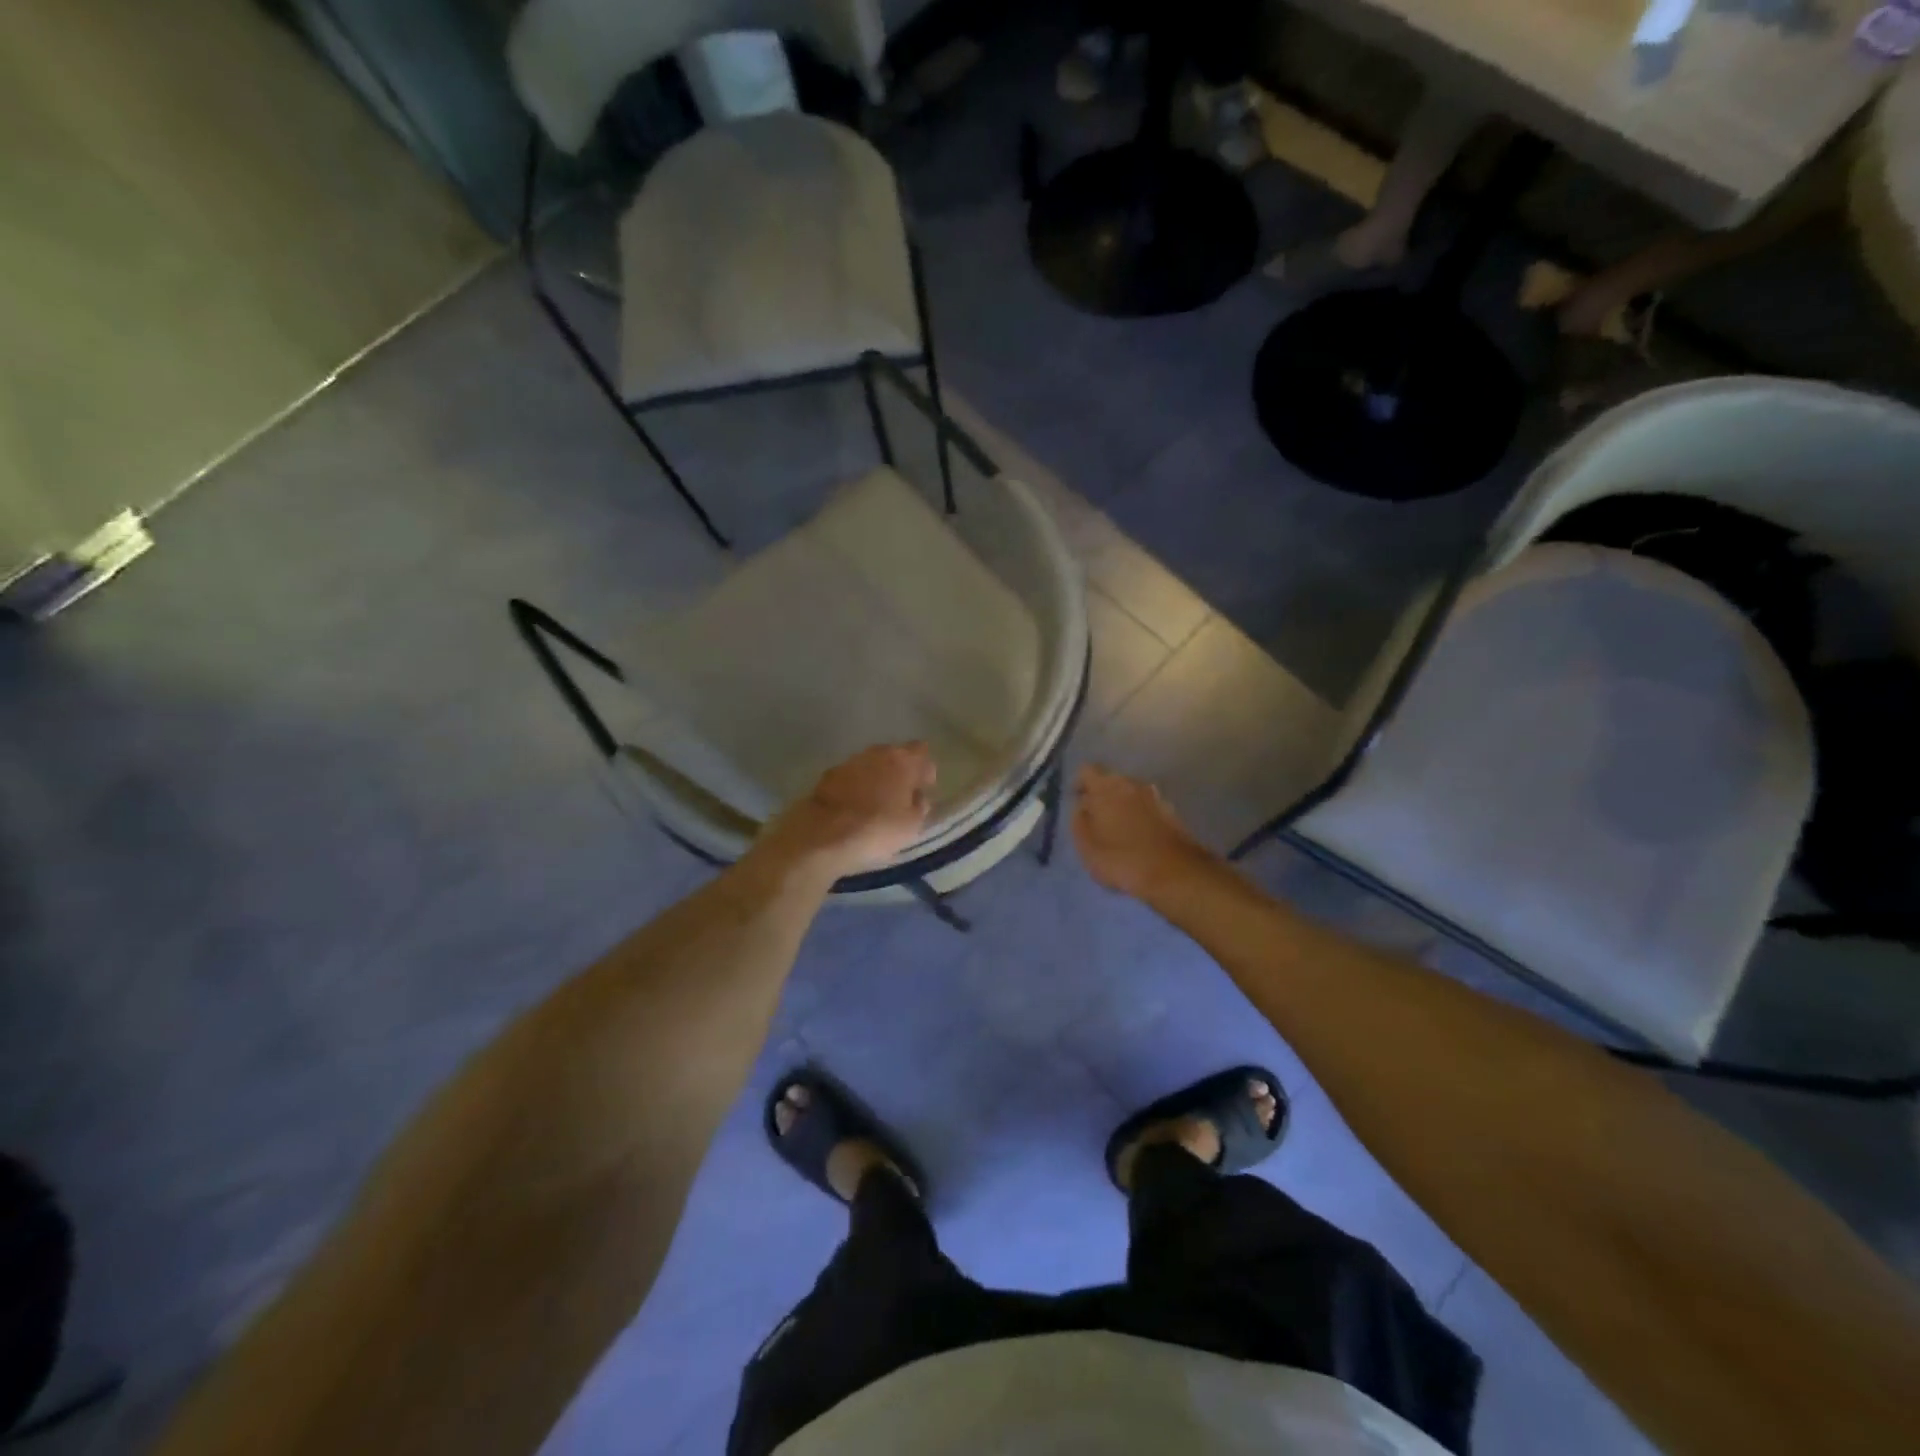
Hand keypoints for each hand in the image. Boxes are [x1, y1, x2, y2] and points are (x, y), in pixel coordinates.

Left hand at [758, 743, 936, 877]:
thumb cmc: (877, 829)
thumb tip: (918, 796)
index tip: (923, 789)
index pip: (922, 752)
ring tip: (877, 802)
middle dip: (900, 771)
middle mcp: (877, 753)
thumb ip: (920, 806)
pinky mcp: (828, 775)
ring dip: (877, 778)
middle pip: (895, 755)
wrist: (822, 834)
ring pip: (871, 764)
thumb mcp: (912, 825)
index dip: (924, 770)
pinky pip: (851, 777)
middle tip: (901, 796)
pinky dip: (856, 786)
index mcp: (903, 760)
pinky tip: (855, 806)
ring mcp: (850, 761)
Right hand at [1072, 764, 1212, 899]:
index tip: (1076, 802)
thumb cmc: (1121, 859)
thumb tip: (1083, 807)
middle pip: (1111, 780)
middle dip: (1102, 795)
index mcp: (1106, 787)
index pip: (1086, 771)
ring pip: (1131, 793)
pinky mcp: (1172, 812)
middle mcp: (1132, 783)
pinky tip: (1138, 838)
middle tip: (1096, 819)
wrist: (1175, 873)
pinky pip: (1148, 807)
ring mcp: (1155, 796)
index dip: (1079, 784)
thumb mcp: (1086, 845)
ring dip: (1123, 805)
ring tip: (1117, 831)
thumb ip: (1079, 820)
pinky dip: (1140, 816)